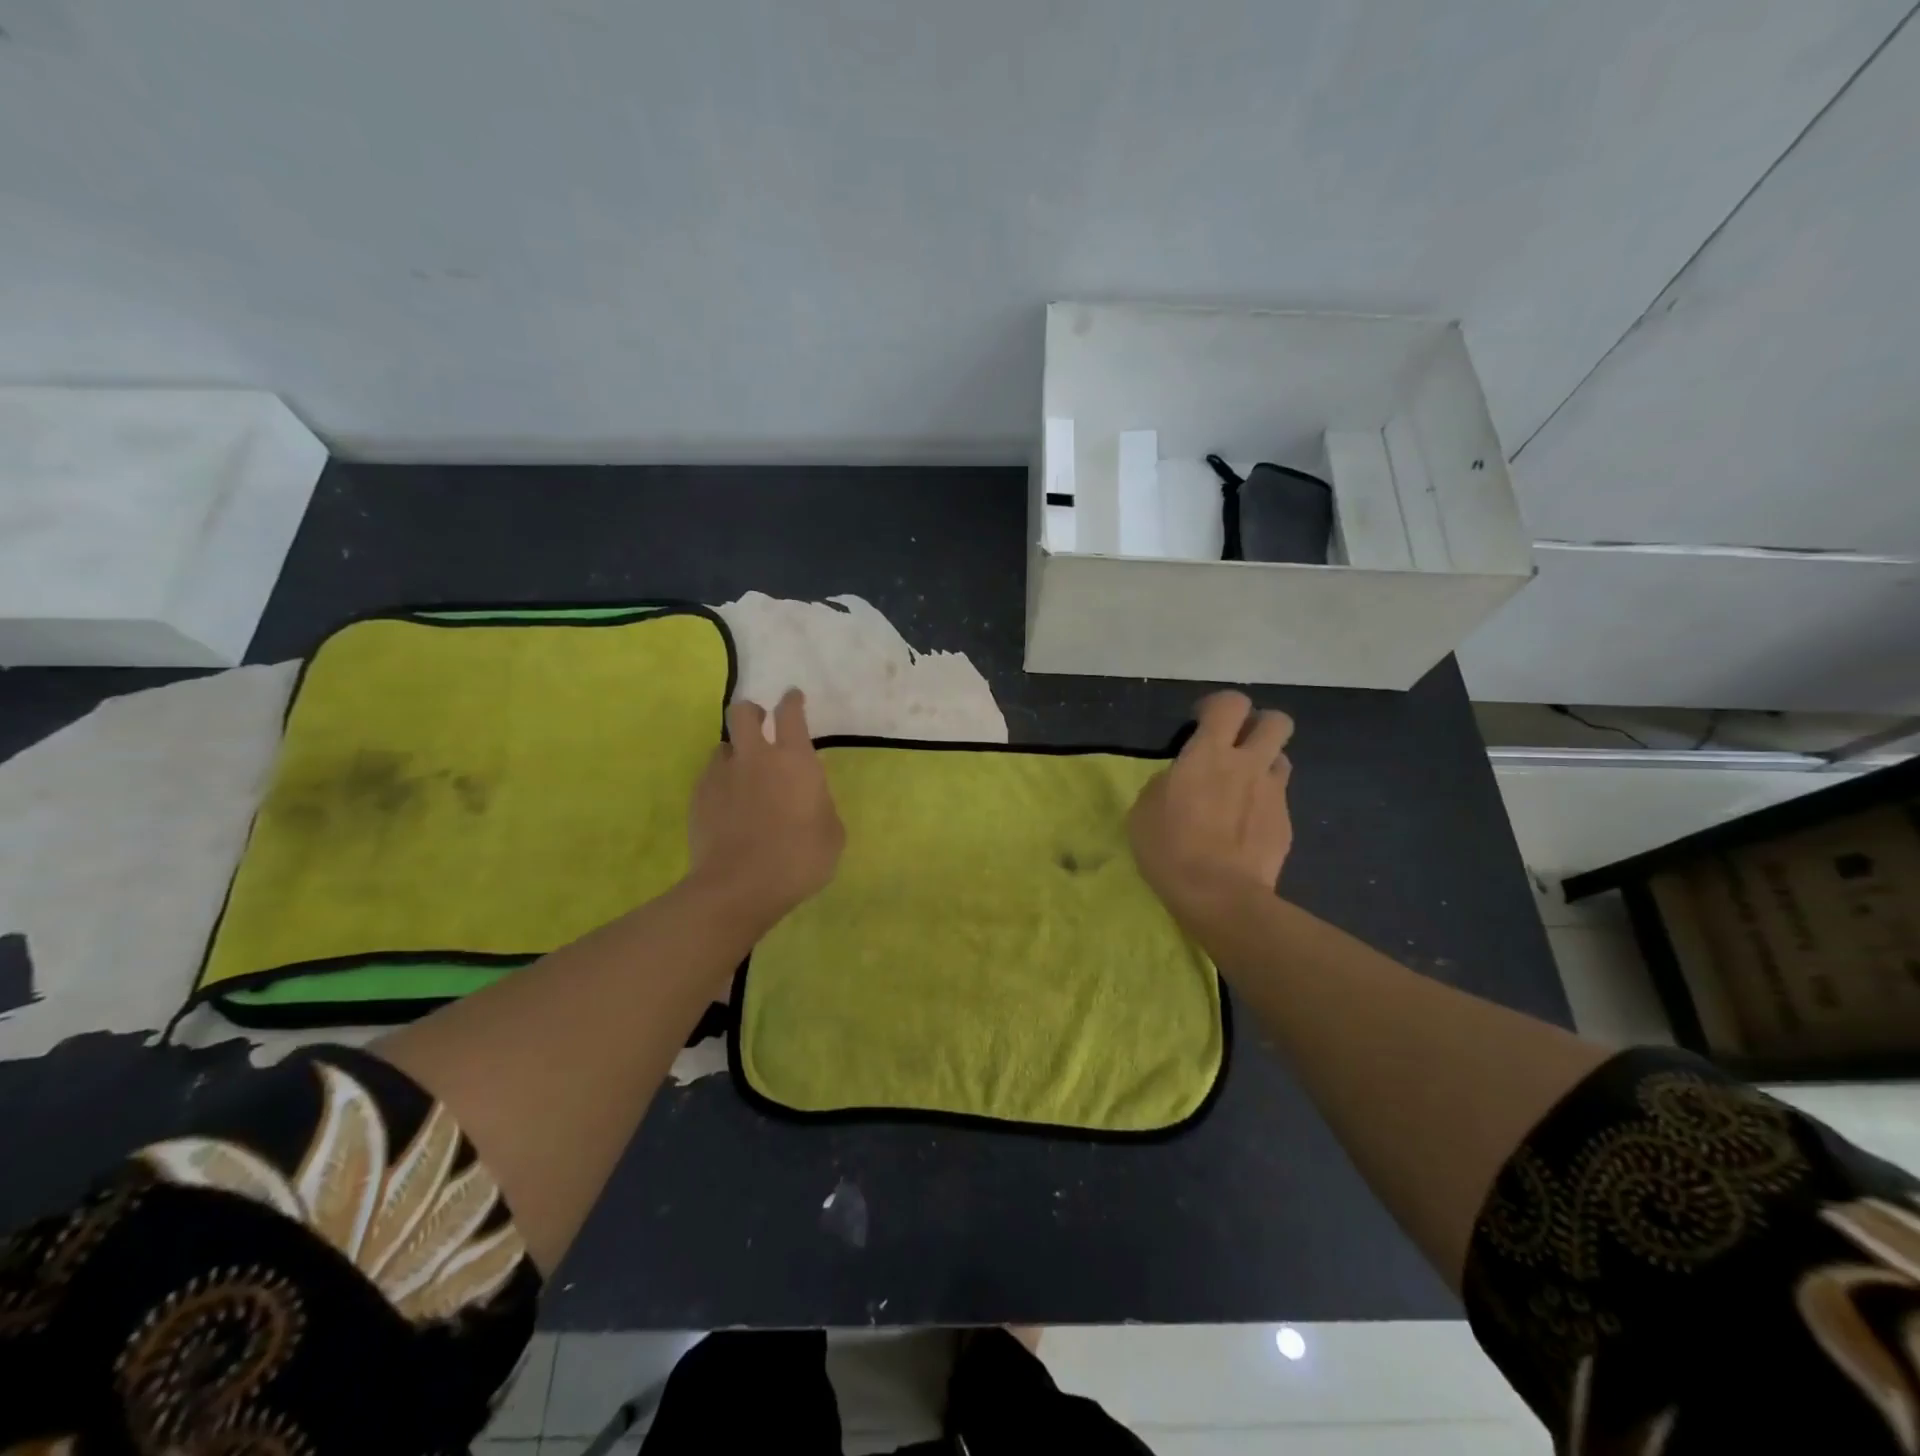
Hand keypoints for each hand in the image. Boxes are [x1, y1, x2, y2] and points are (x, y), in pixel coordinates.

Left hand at [687, 689, 844, 923]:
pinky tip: (728, 806)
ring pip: (723, 746)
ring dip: (735, 753)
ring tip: (743, 776)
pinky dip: (721, 783)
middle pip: (743, 712)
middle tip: (761, 726)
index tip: (793, 698)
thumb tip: (810, 798)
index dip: (792, 701)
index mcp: (794, 760)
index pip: (790, 713)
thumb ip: (821, 804)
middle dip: (752, 713)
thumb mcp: (832, 834)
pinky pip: (710, 777)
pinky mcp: (698, 798)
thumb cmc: (798, 859)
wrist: (739, 887)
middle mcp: (755, 757)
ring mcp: (721, 775)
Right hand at [1129, 691, 1293, 926]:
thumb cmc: (1169, 848)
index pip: (1230, 704)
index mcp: (1209, 754)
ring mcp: (1273, 794)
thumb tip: (1180, 779)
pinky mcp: (1286, 824)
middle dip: (1259, 725)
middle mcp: (1248, 765)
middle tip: (1236, 745)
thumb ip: (1167, 782)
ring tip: (1244, 786)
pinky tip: (1246, 828)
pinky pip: (1279, 799)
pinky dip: (1264, 804)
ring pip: (1282, 758)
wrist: (1219, 896)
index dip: (1218, 706)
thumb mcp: (1145, 809)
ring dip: (1265, 764)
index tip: (1201, 722)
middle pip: (1276, 721)